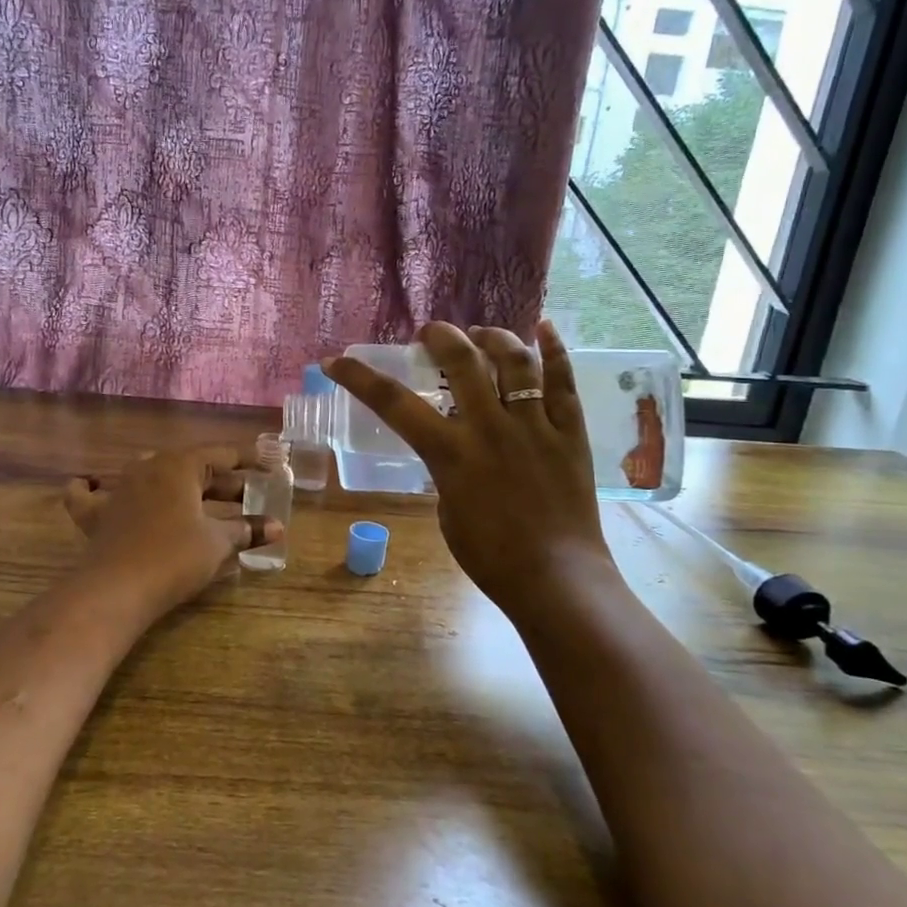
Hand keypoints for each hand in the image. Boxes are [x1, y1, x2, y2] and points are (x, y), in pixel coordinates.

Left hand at [63, 445, 281, 620]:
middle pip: (190, 467)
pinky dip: (93, 489)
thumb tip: (277, 527)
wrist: (117, 589)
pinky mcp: (96, 515)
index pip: (222, 454)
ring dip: (175, 484)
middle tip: (247, 496)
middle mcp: (147, 467)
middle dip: (220, 481)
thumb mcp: (217, 542)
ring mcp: (118, 489)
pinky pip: (90, 494)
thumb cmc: (175, 557)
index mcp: (179, 465)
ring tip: (195, 496)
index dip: (249, 459)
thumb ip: (247, 530)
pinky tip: (93, 485)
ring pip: (149, 474)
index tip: (270, 464)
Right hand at [324, 321, 623, 621]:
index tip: (336, 361)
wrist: (556, 579)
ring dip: (493, 337)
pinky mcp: (570, 432)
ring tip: (481, 334)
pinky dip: (555, 350)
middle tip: (431, 335)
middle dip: (440, 336)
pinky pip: (564, 382)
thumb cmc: (490, 556)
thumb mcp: (447, 510)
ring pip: (515, 361)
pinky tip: (544, 327)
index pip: (393, 403)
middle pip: (462, 361)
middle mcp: (491, 428)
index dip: (358, 378)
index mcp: (451, 453)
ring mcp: (535, 426)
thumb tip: (455, 447)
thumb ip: (446, 469)